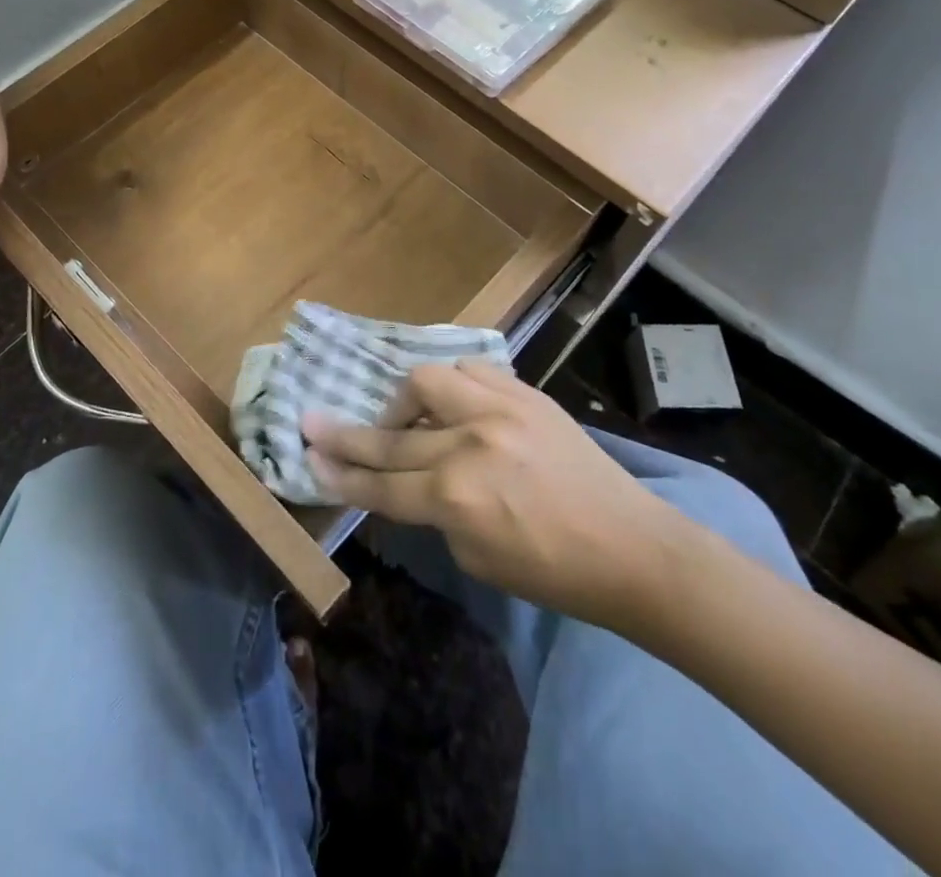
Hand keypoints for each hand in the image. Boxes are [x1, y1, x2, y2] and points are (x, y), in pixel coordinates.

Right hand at [304, 360, 686, 631]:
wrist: (632, 546)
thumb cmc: (553, 571)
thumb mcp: (475, 558)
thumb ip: (432, 512)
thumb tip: (405, 479)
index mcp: (455, 497)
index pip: (381, 485)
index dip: (340, 475)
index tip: (308, 457)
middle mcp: (469, 443)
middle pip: (390, 435)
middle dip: (346, 435)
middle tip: (312, 422)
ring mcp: (499, 409)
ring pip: (426, 381)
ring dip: (405, 400)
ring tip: (406, 416)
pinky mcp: (525, 392)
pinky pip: (472, 369)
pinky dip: (453, 383)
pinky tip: (455, 400)